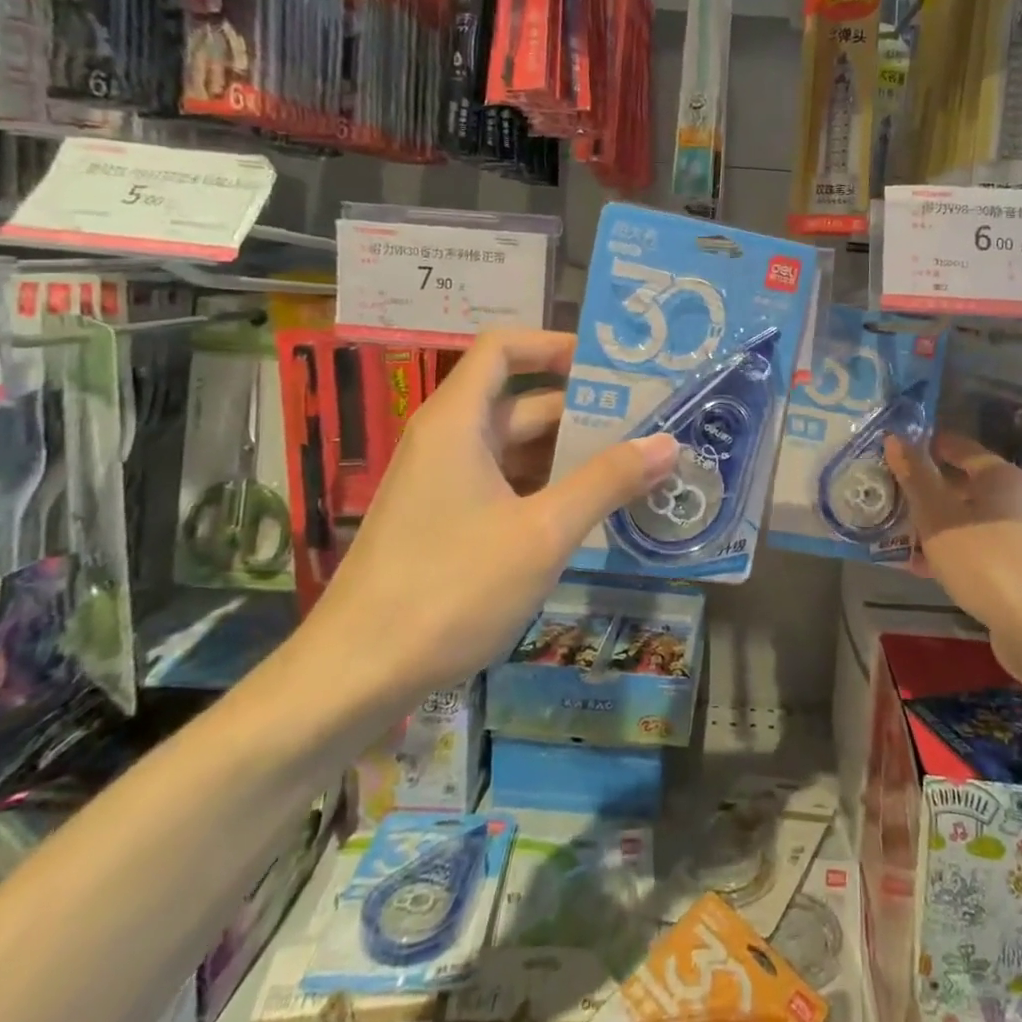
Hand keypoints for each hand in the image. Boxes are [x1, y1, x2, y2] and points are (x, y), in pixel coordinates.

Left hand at [304, 330, 678, 700]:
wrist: (354, 676)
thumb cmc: (450, 589)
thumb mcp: (542, 533)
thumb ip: (606, 482)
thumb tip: (666, 442)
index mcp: (458, 422)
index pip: (503, 348)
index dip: (554, 345)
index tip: (608, 366)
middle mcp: (446, 441)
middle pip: (519, 402)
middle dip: (581, 410)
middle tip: (645, 424)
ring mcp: (442, 484)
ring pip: (513, 449)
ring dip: (567, 455)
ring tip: (631, 468)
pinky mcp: (443, 522)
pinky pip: (502, 485)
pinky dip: (544, 489)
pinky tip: (586, 514)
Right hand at [886, 431, 1021, 680]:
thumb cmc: (983, 559)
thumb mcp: (937, 515)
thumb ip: (915, 476)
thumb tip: (895, 437)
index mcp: (998, 475)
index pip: (957, 446)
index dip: (924, 446)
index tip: (892, 453)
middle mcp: (1013, 498)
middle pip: (960, 484)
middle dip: (924, 491)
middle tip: (888, 496)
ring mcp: (1018, 534)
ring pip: (965, 518)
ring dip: (932, 524)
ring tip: (897, 535)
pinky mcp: (1017, 566)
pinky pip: (974, 546)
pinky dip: (949, 550)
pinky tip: (923, 568)